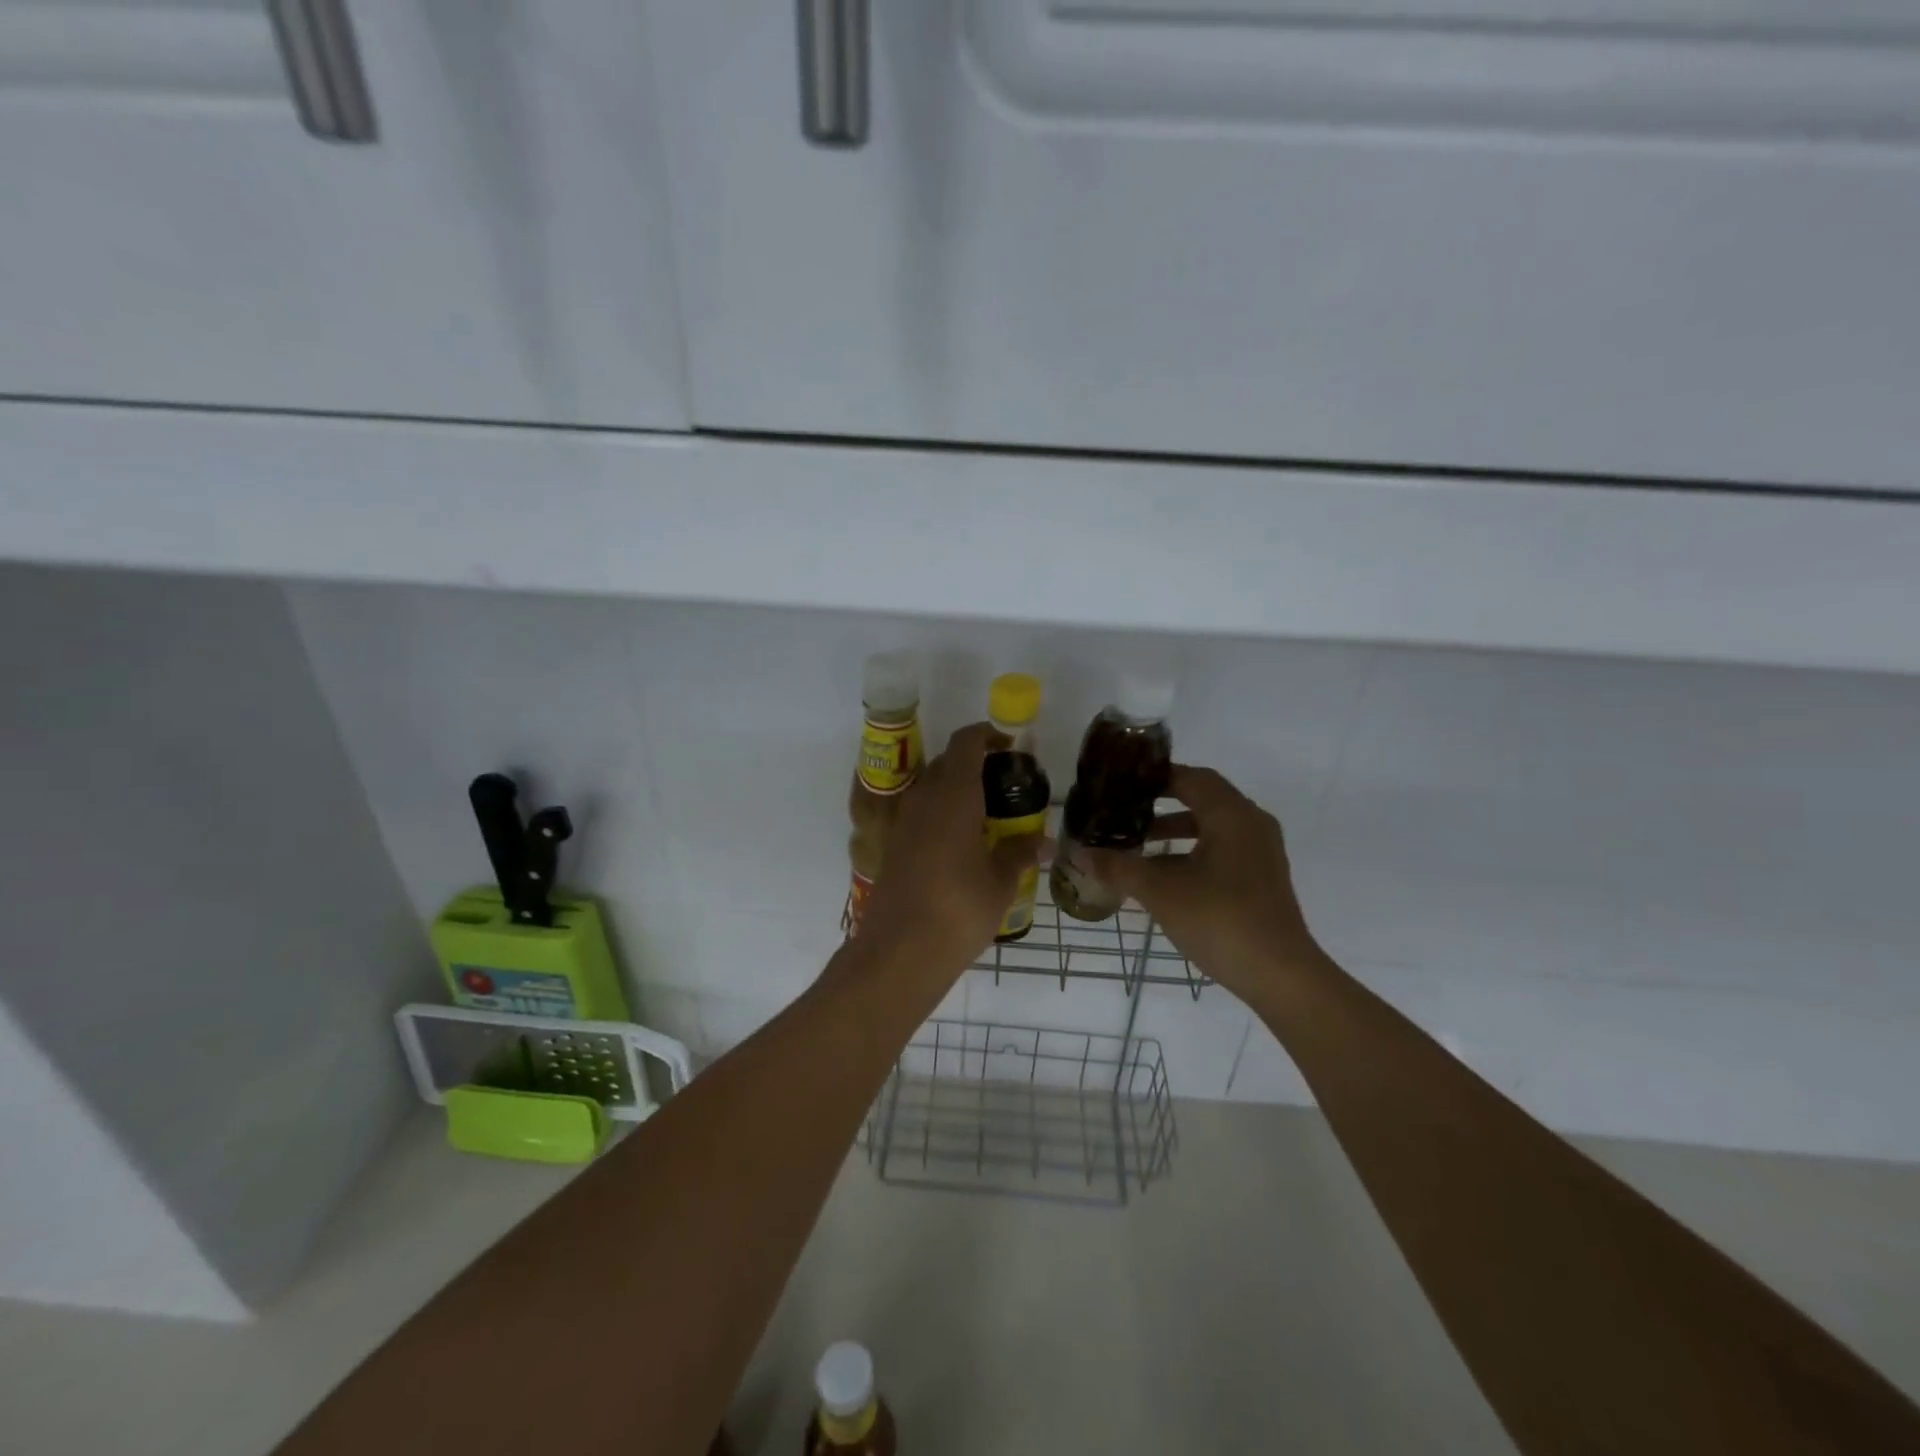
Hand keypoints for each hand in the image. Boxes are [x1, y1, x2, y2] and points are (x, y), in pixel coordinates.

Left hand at [856, 722, 1050, 980]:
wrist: (899, 952)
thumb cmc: (958, 909)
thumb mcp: (999, 882)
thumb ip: (1018, 854)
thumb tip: (1042, 842)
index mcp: (953, 796)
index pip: (965, 743)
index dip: (986, 734)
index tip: (1009, 745)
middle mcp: (923, 800)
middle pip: (946, 763)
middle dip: (974, 764)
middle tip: (1005, 785)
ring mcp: (903, 823)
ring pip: (930, 788)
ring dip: (956, 790)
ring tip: (988, 815)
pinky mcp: (893, 847)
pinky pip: (920, 814)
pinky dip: (941, 814)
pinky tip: (962, 844)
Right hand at [1082, 765, 1320, 997]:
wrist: (1280, 975)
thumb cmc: (1220, 920)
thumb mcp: (1160, 891)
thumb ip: (1118, 867)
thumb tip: (1080, 853)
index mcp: (1231, 815)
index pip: (1190, 777)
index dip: (1153, 777)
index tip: (1120, 783)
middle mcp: (1251, 823)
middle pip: (1202, 797)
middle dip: (1161, 802)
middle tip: (1124, 809)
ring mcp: (1261, 852)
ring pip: (1212, 825)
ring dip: (1175, 828)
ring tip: (1138, 842)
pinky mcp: (1262, 878)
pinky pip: (1222, 848)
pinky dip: (1192, 850)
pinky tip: (1165, 875)